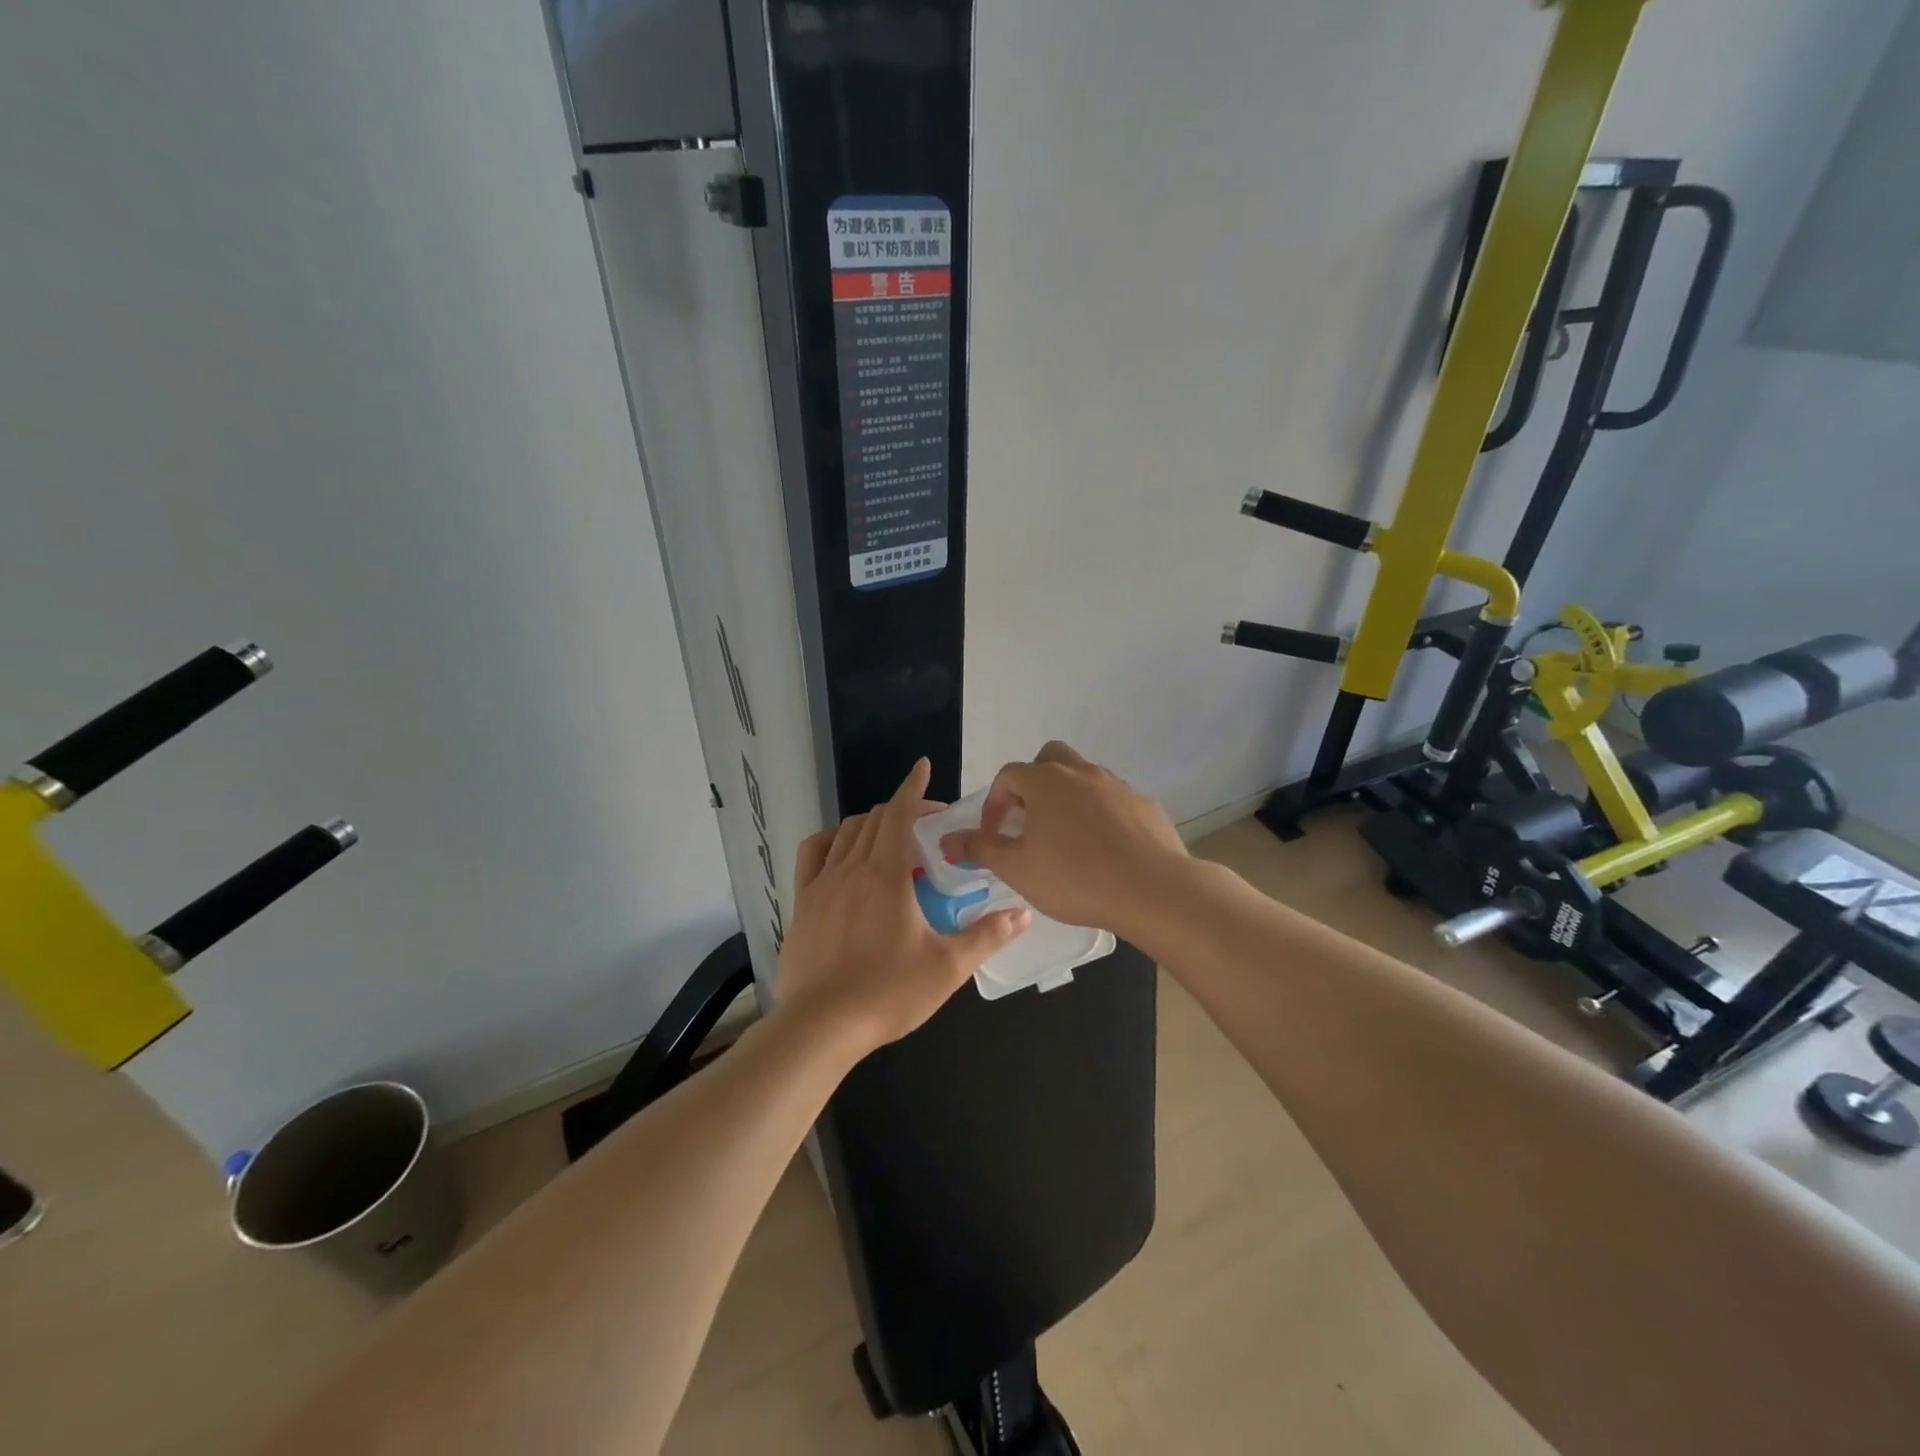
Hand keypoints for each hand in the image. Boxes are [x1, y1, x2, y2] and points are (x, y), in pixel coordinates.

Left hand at [775, 758, 1030, 1052]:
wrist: (820, 1027)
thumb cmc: (888, 993)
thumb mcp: (947, 967)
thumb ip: (987, 936)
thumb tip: (1022, 913)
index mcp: (886, 874)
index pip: (899, 813)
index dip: (913, 787)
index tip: (923, 767)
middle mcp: (851, 867)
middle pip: (875, 819)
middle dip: (902, 810)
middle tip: (927, 825)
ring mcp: (821, 883)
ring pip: (845, 832)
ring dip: (871, 824)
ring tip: (891, 839)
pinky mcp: (801, 903)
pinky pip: (813, 854)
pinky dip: (832, 840)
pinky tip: (842, 852)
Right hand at [939, 741, 1190, 939]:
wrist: (1151, 889)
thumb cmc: (1074, 877)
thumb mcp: (1016, 868)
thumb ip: (980, 849)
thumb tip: (946, 840)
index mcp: (1045, 781)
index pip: (1008, 775)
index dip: (994, 803)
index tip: (994, 835)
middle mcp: (1081, 773)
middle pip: (1049, 758)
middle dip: (1033, 783)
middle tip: (1029, 820)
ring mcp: (1117, 786)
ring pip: (1084, 777)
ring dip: (1068, 797)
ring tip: (1066, 837)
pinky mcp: (1144, 805)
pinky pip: (1114, 801)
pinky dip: (1101, 815)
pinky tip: (1104, 849)